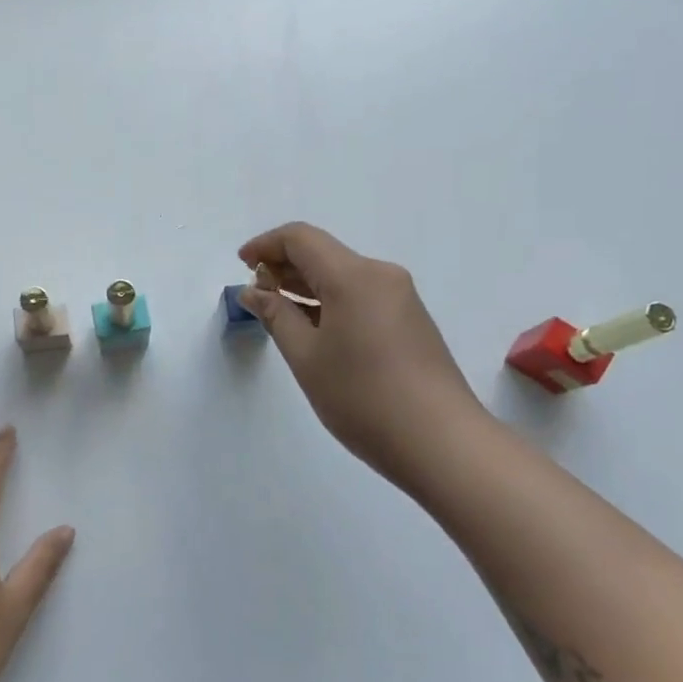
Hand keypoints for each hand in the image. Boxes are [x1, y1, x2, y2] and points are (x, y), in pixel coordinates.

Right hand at [238, 223, 487, 488]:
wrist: (441, 443)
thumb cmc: (362, 398)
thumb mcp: (306, 357)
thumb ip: (276, 316)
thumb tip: (253, 291)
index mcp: (353, 276)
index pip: (301, 238)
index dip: (266, 245)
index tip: (241, 265)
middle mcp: (381, 276)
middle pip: (323, 254)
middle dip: (284, 266)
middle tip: (255, 294)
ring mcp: (400, 299)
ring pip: (342, 276)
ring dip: (306, 286)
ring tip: (277, 312)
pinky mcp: (410, 321)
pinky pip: (360, 296)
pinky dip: (329, 302)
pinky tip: (312, 329)